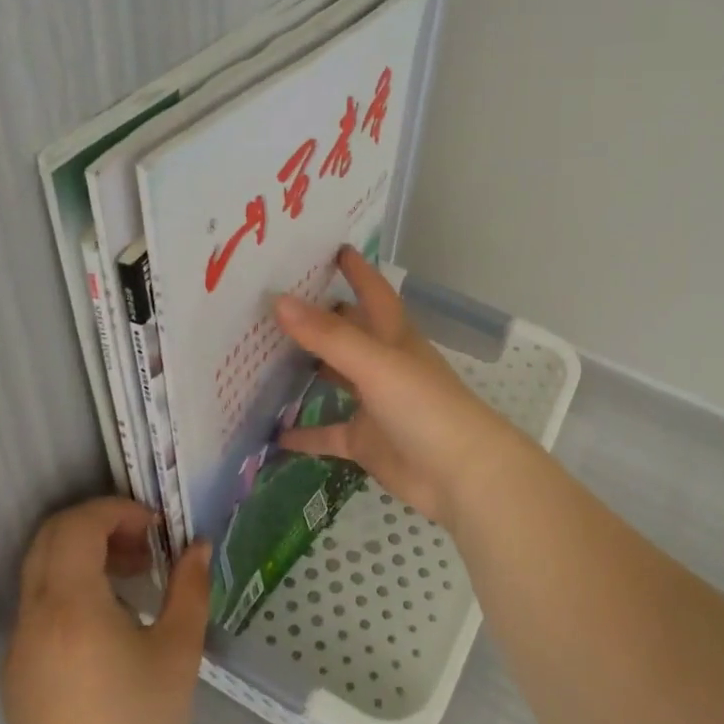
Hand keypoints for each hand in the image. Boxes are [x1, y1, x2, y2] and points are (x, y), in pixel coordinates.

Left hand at [2, 498, 211, 723]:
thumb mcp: (179, 654)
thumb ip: (190, 588)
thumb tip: (198, 546)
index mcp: (72, 607)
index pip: (78, 526)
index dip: (117, 511)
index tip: (155, 528)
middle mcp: (35, 617)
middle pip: (51, 537)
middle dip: (98, 524)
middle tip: (144, 544)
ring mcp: (18, 645)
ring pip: (42, 568)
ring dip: (84, 554)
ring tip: (134, 578)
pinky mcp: (16, 670)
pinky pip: (40, 603)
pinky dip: (72, 586)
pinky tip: (111, 620)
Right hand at [272, 247, 522, 530]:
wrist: (462, 476)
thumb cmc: (425, 407)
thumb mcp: (376, 364)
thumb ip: (328, 336)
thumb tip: (279, 300)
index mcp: (394, 337)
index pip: (373, 293)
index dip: (356, 270)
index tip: (330, 247)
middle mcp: (383, 365)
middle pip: (348, 333)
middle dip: (319, 317)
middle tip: (273, 301)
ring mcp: (374, 405)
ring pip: (335, 380)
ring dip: (306, 371)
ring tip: (261, 357)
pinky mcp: (366, 442)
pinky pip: (328, 434)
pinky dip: (303, 433)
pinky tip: (271, 432)